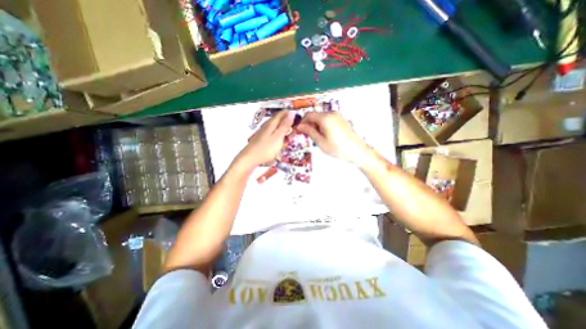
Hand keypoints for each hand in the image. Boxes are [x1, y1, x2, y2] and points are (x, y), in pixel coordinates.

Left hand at [237, 110, 295, 167]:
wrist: (250, 158)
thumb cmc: (266, 148)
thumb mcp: (278, 137)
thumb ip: (285, 125)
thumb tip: (291, 113)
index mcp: (272, 123)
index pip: (283, 113)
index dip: (291, 115)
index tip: (299, 121)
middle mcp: (268, 125)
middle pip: (280, 121)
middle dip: (289, 126)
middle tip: (292, 136)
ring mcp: (265, 132)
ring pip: (278, 129)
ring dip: (284, 134)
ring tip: (286, 143)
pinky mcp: (264, 139)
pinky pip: (274, 135)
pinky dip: (279, 139)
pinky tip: (280, 146)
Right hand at [296, 112, 366, 165]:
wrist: (357, 151)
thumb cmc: (337, 148)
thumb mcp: (321, 142)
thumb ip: (309, 132)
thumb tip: (299, 126)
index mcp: (325, 118)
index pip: (308, 115)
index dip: (302, 122)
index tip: (299, 130)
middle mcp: (331, 113)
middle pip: (315, 115)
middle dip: (309, 124)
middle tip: (307, 136)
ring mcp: (338, 116)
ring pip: (321, 117)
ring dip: (316, 125)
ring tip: (317, 138)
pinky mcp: (341, 119)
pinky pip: (328, 119)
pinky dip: (323, 125)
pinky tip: (325, 135)